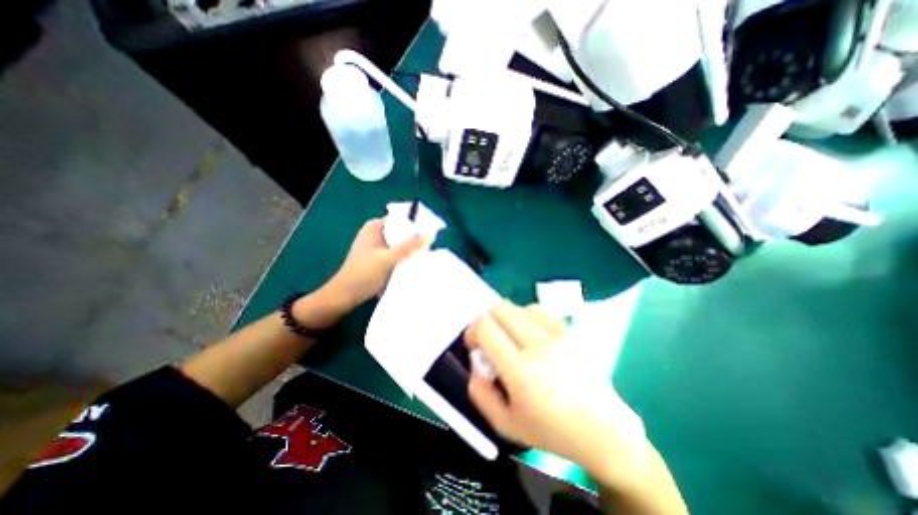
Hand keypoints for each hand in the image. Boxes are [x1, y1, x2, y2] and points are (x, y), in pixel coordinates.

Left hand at [327, 218, 434, 309]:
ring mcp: (376, 247)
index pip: (400, 219)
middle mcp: (375, 234)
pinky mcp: (378, 259)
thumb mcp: (389, 258)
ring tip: (425, 255)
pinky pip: (396, 254)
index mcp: (374, 227)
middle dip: (414, 238)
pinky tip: (414, 264)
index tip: (431, 231)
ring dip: (410, 250)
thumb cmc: (364, 273)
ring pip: (399, 244)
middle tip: (431, 245)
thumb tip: (431, 233)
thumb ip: (410, 246)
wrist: (345, 296)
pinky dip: (403, 258)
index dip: (415, 224)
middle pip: (400, 232)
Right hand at [469, 300, 647, 483]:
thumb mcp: (506, 425)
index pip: (486, 328)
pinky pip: (540, 311)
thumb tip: (475, 364)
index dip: (472, 331)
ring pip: (519, 307)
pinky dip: (527, 316)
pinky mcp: (569, 332)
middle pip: (500, 309)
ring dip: (506, 318)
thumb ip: (480, 394)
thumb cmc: (552, 431)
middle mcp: (538, 346)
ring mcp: (556, 336)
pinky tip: (530, 332)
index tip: (474, 344)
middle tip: (488, 338)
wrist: (603, 430)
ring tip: (509, 336)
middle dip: (486, 319)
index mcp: (520, 371)